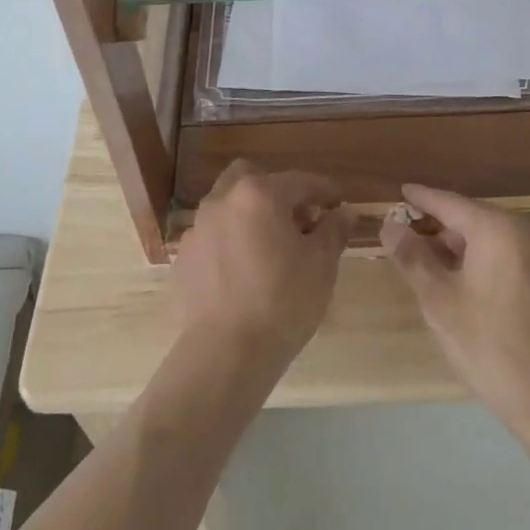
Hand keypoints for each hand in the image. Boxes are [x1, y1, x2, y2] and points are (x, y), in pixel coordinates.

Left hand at [175, 160, 350, 369]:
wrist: (227, 351)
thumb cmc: (283, 302)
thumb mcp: (321, 265)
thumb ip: (333, 230)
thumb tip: (344, 213)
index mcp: (259, 194)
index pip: (299, 181)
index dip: (324, 190)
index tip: (339, 203)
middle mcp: (223, 200)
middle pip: (251, 177)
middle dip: (277, 190)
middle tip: (298, 219)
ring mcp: (198, 227)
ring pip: (228, 204)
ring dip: (251, 213)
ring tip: (271, 246)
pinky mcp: (185, 255)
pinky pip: (213, 234)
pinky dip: (231, 239)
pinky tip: (245, 268)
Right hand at [380, 185, 529, 431]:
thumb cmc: (489, 346)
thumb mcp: (438, 302)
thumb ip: (412, 257)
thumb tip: (391, 226)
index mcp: (498, 230)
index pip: (451, 203)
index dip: (423, 199)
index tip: (403, 193)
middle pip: (480, 221)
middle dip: (448, 230)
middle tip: (419, 245)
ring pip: (506, 243)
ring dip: (475, 250)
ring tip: (449, 273)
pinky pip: (528, 265)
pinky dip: (503, 269)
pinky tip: (490, 298)